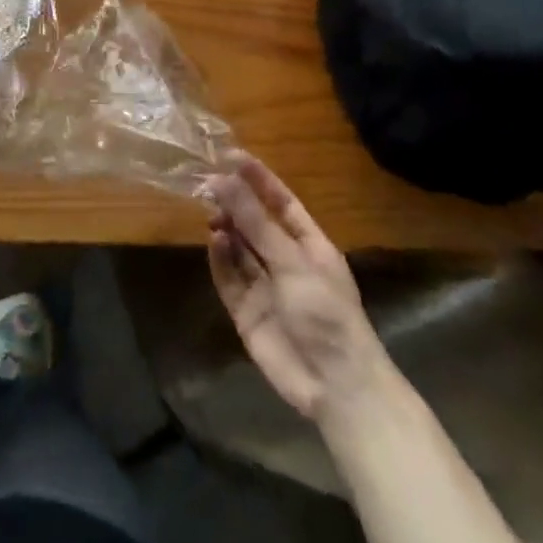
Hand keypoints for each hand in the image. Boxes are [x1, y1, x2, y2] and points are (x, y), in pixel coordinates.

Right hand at [205, 157, 382, 420]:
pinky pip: (228, 277)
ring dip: (225, 228)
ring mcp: (265, 287)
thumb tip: (222, 180)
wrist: (335, 386)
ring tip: (211, 213)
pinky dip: (220, 258)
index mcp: (309, 245)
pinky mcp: (246, 312)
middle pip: (255, 223)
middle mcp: (285, 261)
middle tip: (207, 183)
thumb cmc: (325, 312)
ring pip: (239, 248)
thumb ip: (254, 221)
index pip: (281, 202)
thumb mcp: (292, 260)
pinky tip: (214, 241)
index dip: (258, 179)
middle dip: (234, 203)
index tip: (231, 155)